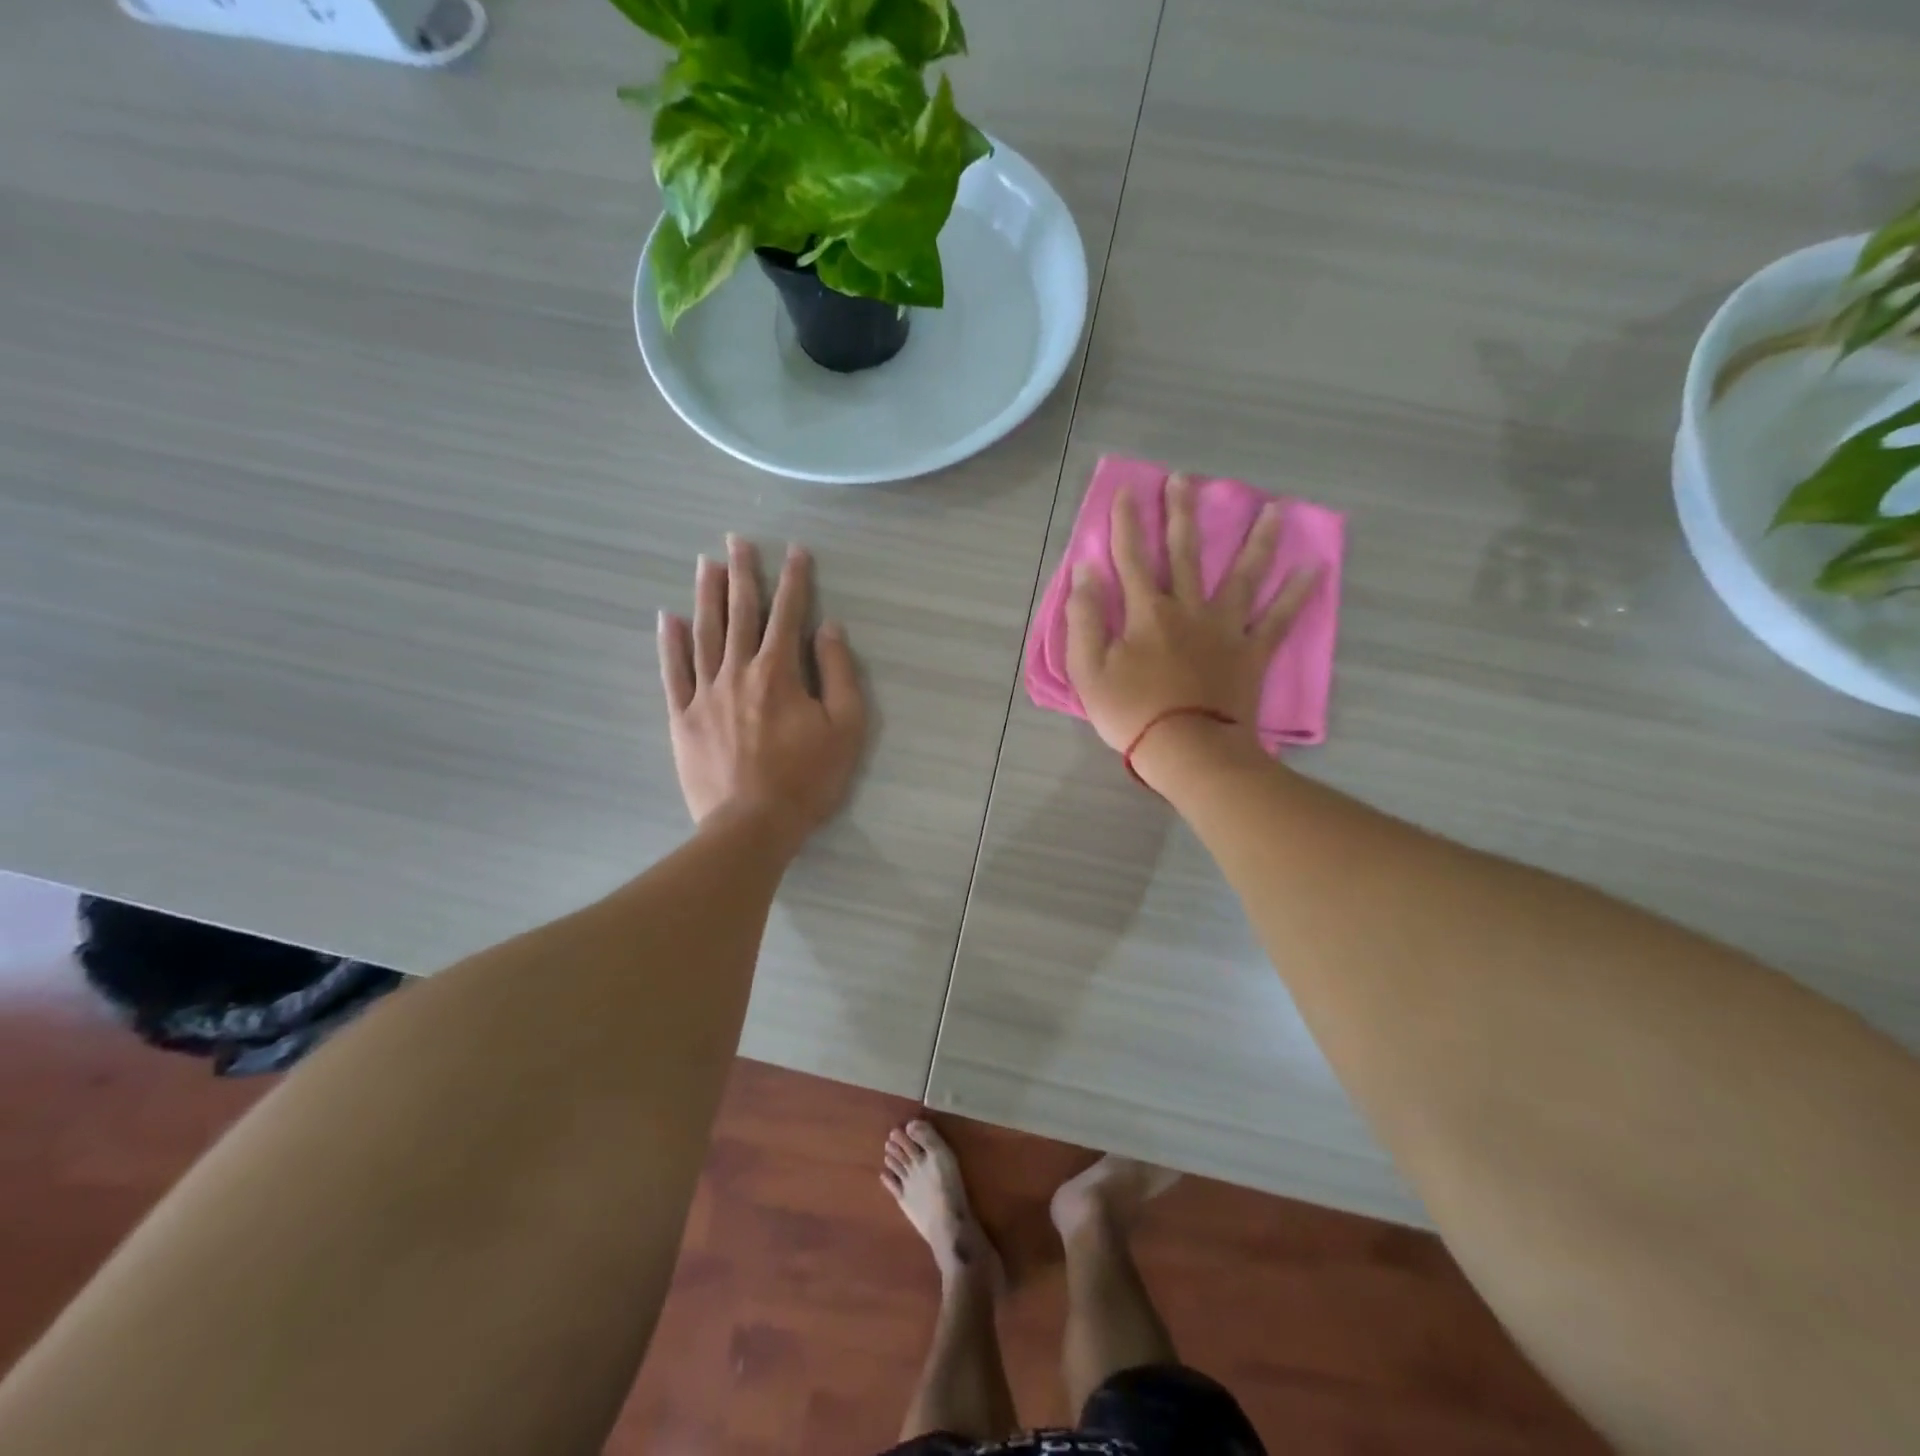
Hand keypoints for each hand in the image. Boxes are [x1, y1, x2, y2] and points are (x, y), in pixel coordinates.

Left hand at [659, 536, 866, 849]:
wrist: (752, 826)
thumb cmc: (808, 779)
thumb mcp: (845, 728)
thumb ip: (839, 673)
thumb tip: (828, 628)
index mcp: (779, 672)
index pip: (788, 614)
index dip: (794, 579)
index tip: (795, 550)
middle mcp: (739, 671)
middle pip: (740, 613)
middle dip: (742, 574)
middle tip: (736, 540)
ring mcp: (705, 693)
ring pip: (705, 633)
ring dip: (706, 596)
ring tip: (705, 564)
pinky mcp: (682, 718)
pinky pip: (673, 672)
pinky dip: (671, 643)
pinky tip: (669, 618)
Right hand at [1066, 470, 1318, 757]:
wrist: (1188, 749)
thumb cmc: (1131, 713)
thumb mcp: (1088, 670)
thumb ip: (1084, 619)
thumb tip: (1085, 572)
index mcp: (1147, 612)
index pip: (1132, 558)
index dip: (1126, 523)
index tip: (1127, 491)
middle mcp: (1189, 608)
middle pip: (1185, 553)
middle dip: (1182, 513)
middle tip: (1185, 479)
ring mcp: (1226, 629)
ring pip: (1243, 575)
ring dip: (1257, 540)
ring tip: (1275, 509)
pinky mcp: (1252, 653)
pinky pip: (1279, 620)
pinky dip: (1297, 595)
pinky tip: (1315, 569)